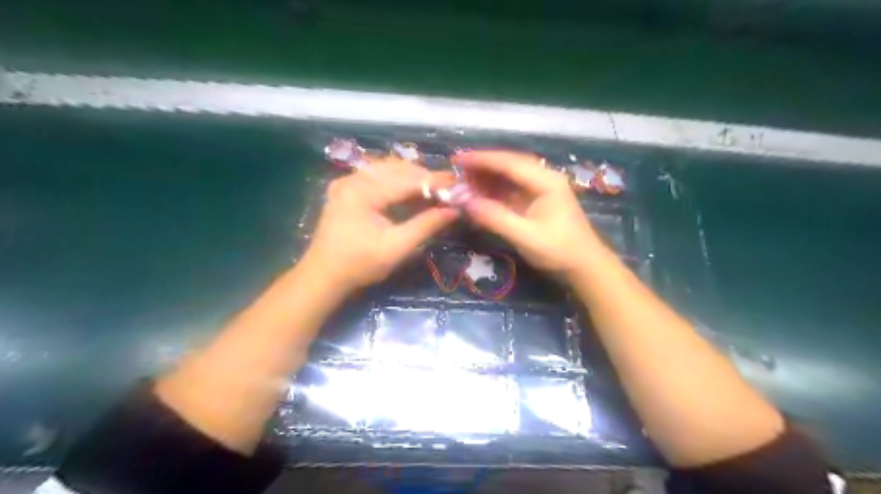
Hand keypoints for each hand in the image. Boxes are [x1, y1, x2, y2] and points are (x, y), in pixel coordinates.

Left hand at [301, 155, 456, 291]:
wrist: (324, 276)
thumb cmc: (360, 265)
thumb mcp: (397, 247)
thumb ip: (426, 225)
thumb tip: (454, 209)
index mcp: (363, 192)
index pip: (407, 180)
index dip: (435, 182)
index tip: (458, 185)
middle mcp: (353, 178)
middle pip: (398, 169)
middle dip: (425, 178)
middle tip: (448, 189)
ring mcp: (347, 181)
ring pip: (388, 169)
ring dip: (412, 178)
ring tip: (433, 191)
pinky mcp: (346, 188)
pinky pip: (377, 176)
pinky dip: (397, 182)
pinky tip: (411, 192)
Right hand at [453, 151, 606, 277]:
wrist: (585, 267)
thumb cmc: (559, 251)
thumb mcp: (525, 236)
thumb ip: (494, 217)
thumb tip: (463, 200)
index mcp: (546, 181)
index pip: (509, 163)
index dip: (481, 160)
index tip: (457, 159)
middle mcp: (543, 179)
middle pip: (508, 165)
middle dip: (482, 166)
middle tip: (456, 170)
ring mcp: (540, 190)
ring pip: (509, 177)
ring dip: (486, 179)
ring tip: (463, 182)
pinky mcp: (536, 202)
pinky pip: (510, 191)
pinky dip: (493, 191)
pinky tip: (478, 195)